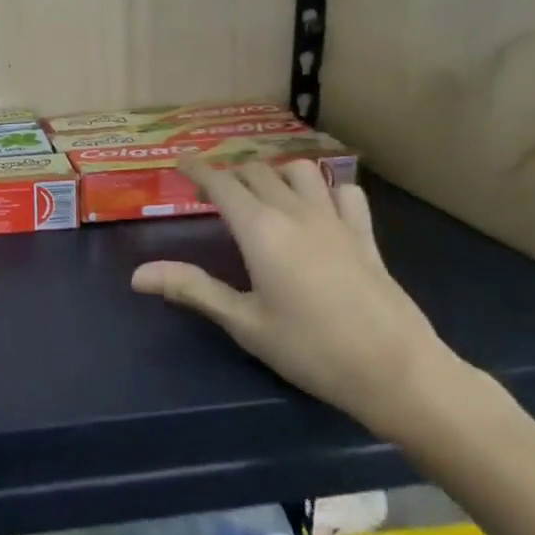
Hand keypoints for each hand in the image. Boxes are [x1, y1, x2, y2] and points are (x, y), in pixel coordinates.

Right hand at [130, 158, 461, 442]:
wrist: (396, 371)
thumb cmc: (311, 349)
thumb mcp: (244, 323)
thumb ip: (192, 289)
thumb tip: (137, 275)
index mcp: (261, 230)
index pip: (222, 184)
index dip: (197, 169)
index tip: (180, 163)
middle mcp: (296, 213)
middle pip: (257, 171)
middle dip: (230, 173)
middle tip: (212, 191)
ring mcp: (335, 220)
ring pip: (300, 171)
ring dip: (275, 173)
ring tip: (262, 192)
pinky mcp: (365, 235)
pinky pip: (344, 192)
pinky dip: (325, 189)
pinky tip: (319, 208)